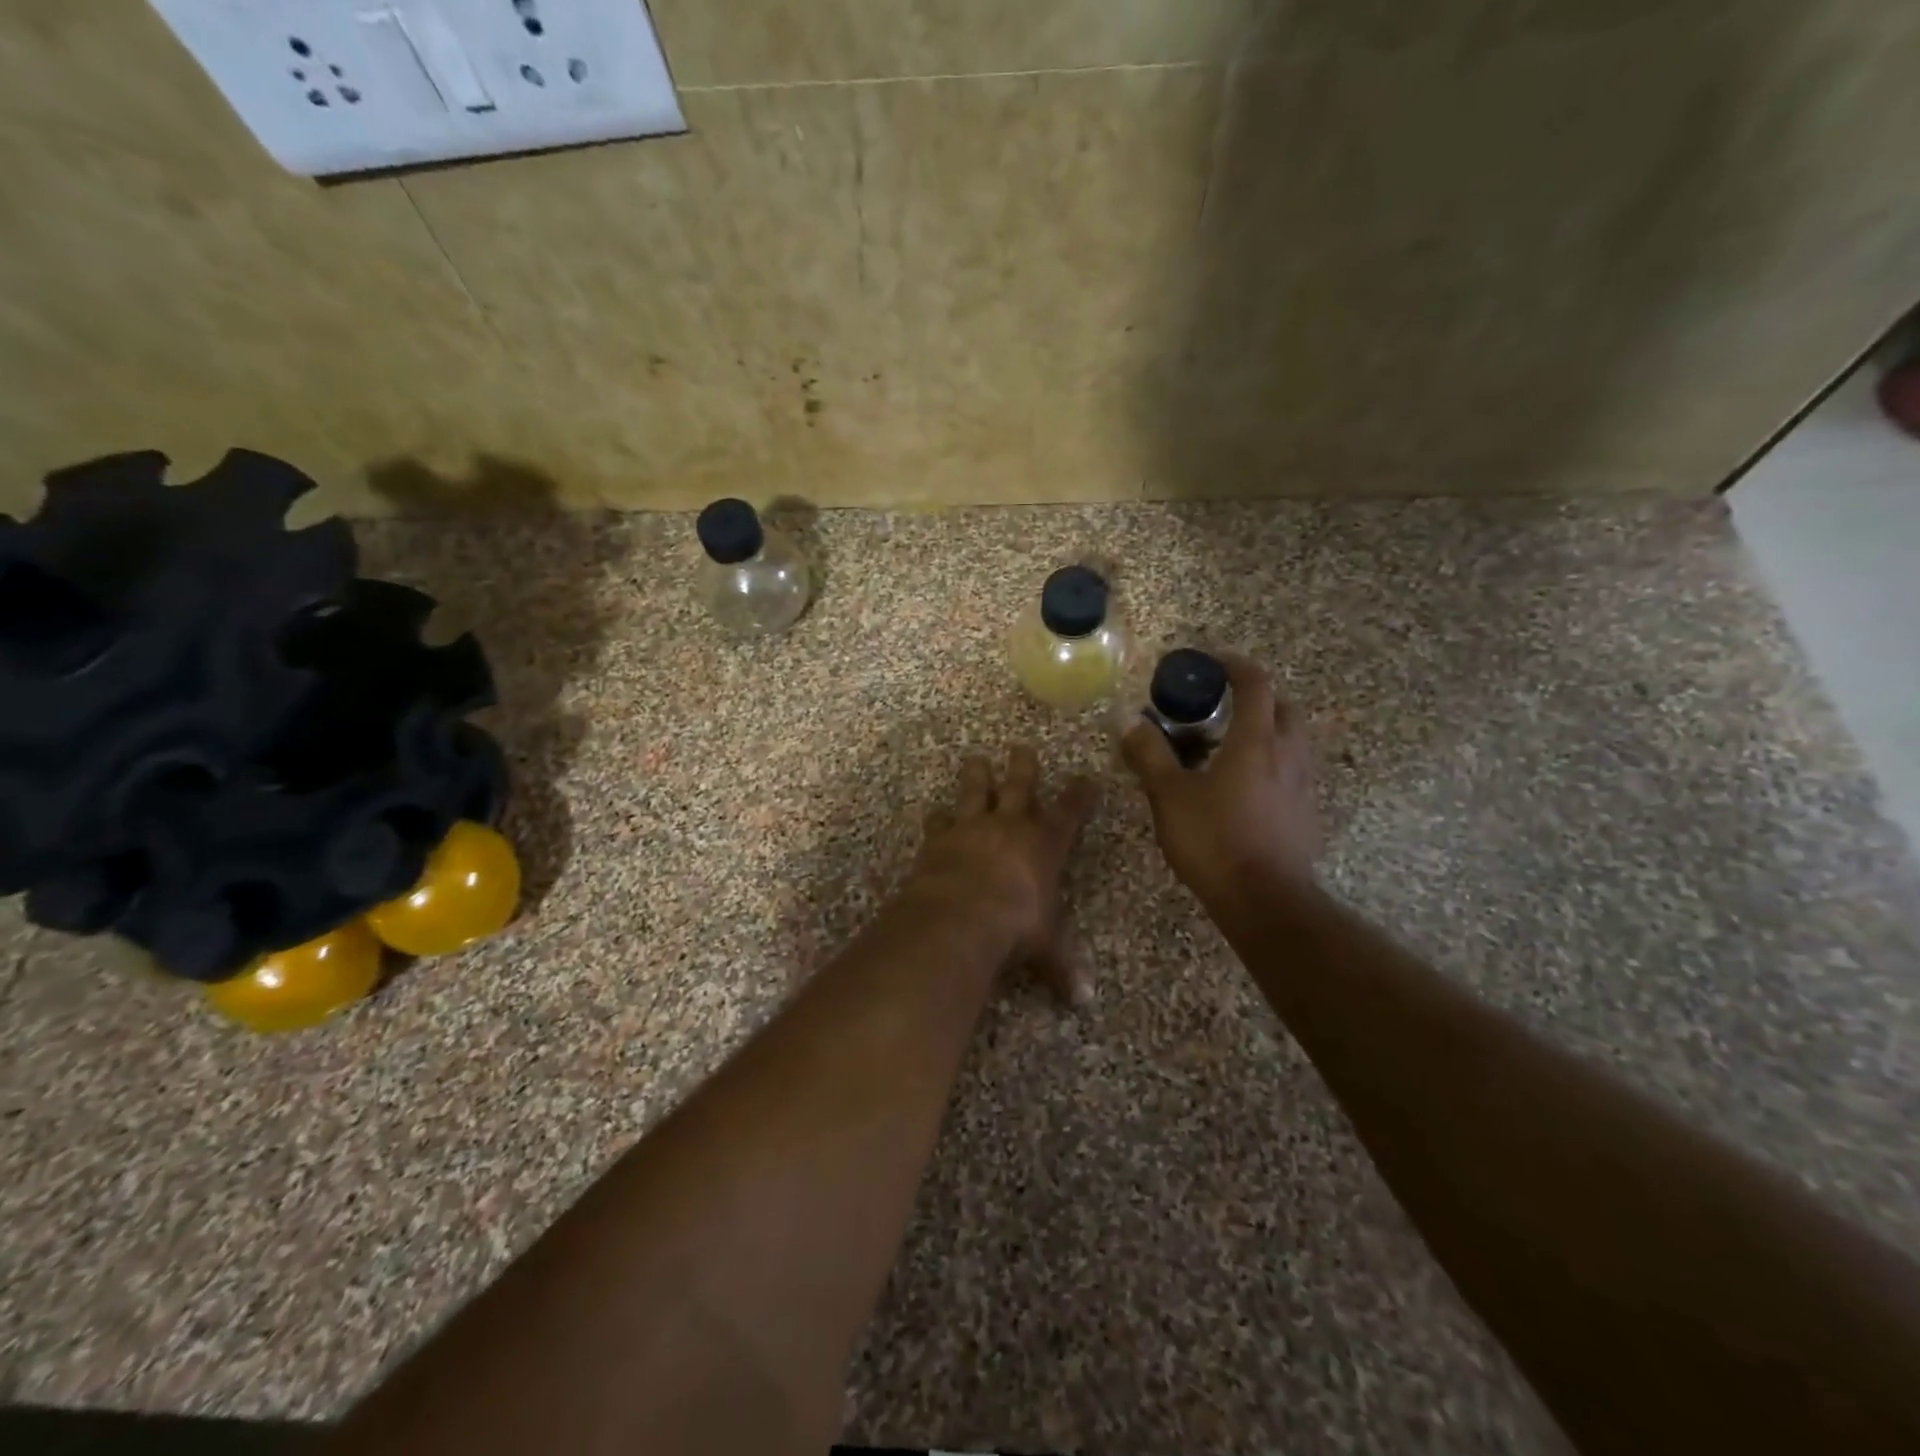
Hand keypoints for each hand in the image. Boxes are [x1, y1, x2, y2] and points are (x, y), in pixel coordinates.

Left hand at [909, 746, 1098, 1004]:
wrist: (959, 915)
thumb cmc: (1015, 926)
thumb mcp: (1045, 947)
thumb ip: (1062, 967)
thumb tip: (1084, 1001)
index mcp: (1044, 844)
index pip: (1070, 813)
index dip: (1080, 795)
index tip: (1087, 779)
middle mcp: (1009, 827)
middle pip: (1020, 787)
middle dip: (1024, 766)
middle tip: (1022, 746)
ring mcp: (972, 828)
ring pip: (975, 792)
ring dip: (977, 775)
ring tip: (975, 758)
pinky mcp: (939, 839)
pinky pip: (938, 822)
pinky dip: (937, 818)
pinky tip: (934, 813)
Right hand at [1121, 653, 1320, 910]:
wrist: (1266, 901)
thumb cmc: (1215, 841)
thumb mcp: (1170, 796)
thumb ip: (1149, 754)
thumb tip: (1128, 721)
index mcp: (1256, 741)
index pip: (1255, 684)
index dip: (1234, 664)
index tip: (1211, 660)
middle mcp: (1288, 754)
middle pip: (1282, 706)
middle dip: (1254, 696)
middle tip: (1220, 704)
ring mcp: (1303, 784)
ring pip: (1290, 739)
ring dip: (1264, 728)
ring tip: (1227, 745)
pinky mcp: (1306, 811)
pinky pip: (1291, 768)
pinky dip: (1270, 760)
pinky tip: (1242, 785)